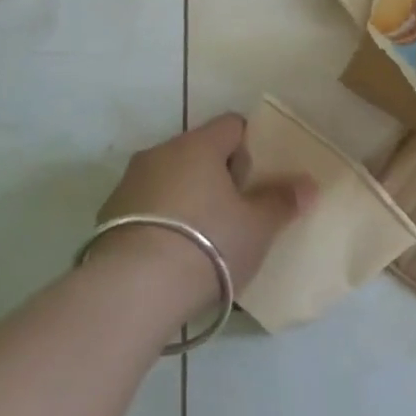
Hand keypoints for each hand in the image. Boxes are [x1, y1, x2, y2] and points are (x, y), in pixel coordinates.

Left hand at [89, 114, 311, 316]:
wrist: (134, 290)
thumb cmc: (209, 245)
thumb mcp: (257, 227)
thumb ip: (282, 201)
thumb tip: (308, 184)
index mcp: (198, 145)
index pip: (232, 125)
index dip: (251, 145)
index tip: (260, 177)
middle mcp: (160, 153)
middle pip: (198, 151)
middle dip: (218, 174)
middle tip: (237, 209)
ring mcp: (129, 183)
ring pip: (169, 178)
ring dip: (187, 196)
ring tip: (204, 236)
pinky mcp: (108, 215)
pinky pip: (146, 206)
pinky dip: (161, 219)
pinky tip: (171, 252)